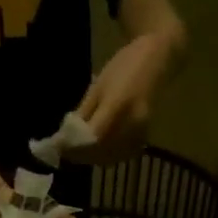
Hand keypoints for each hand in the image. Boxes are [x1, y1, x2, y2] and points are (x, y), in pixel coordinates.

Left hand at [74, 31, 176, 164]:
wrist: (158, 59)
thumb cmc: (124, 66)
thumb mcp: (98, 86)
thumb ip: (84, 112)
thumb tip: (66, 135)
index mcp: (117, 105)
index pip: (91, 136)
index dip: (74, 144)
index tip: (59, 146)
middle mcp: (131, 122)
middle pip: (100, 149)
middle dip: (80, 153)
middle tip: (65, 150)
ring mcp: (140, 132)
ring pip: (111, 155)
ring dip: (92, 157)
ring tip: (77, 152)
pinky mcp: (145, 137)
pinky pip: (122, 155)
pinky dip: (107, 156)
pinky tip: (96, 151)